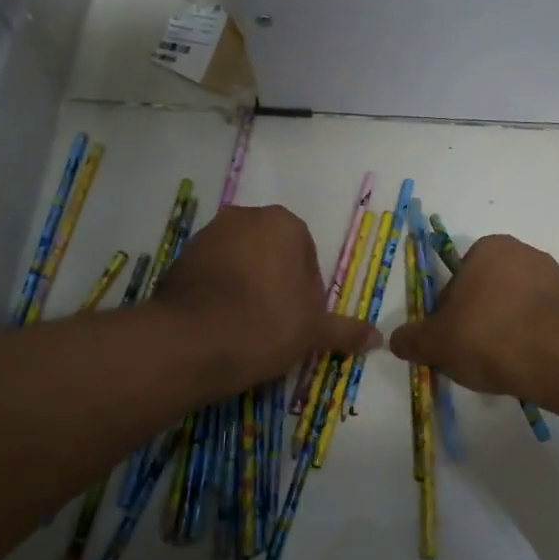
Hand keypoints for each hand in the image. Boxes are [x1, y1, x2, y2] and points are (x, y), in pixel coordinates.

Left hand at [155, 205, 377, 392]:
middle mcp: (244, 217)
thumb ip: (345, 331)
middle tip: (275, 324)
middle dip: (276, 284)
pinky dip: (218, 293)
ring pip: (240, 262)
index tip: (299, 320)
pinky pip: (211, 274)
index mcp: (283, 223)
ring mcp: (207, 235)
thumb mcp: (313, 331)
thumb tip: (378, 339)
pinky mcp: (180, 258)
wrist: (192, 342)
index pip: (307, 255)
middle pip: (271, 253)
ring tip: (245, 327)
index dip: (307, 291)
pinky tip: (219, 324)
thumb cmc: (266, 325)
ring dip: (246, 286)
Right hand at [388, 234, 558, 400]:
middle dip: (477, 322)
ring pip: (513, 309)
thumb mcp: (435, 343)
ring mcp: (553, 278)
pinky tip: (524, 364)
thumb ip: (412, 340)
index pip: (455, 283)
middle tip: (471, 356)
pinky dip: (529, 339)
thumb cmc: (488, 336)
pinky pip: (539, 322)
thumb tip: (397, 340)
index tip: (449, 342)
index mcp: (487, 248)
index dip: (446, 316)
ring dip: (504, 332)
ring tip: (499, 366)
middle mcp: (522, 253)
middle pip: (485, 294)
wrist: (557, 357)